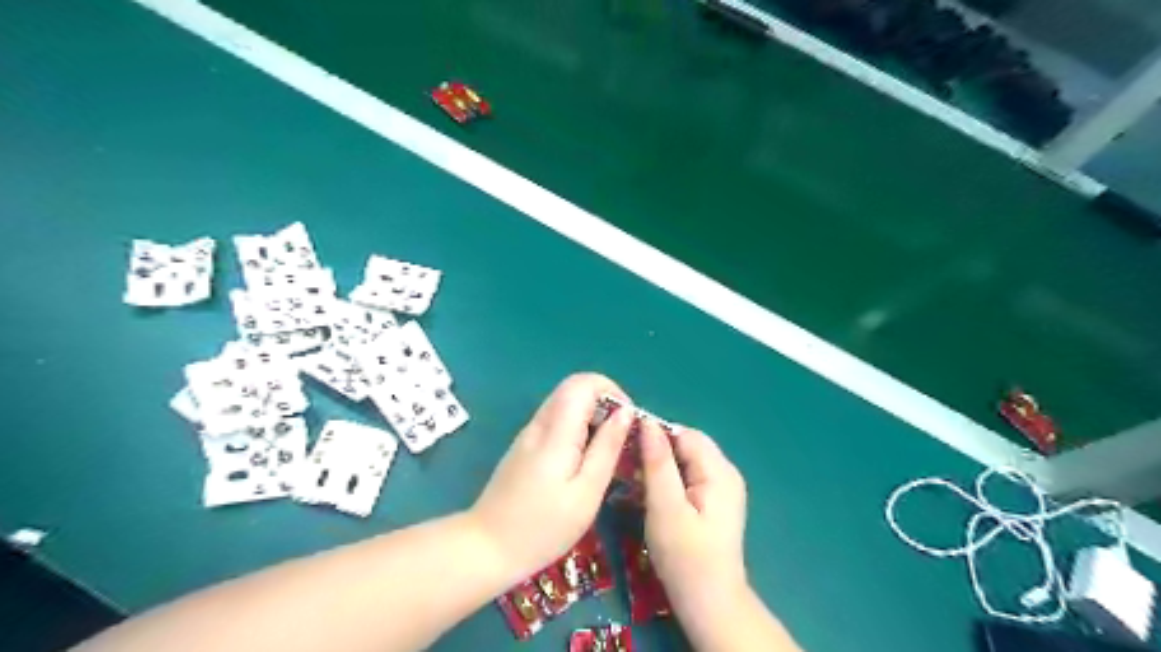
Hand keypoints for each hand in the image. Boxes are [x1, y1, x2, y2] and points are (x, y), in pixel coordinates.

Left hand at [469, 371, 633, 580]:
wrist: (486, 548)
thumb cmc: (543, 527)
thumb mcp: (586, 493)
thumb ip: (607, 448)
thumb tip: (625, 412)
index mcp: (556, 431)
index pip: (583, 382)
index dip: (612, 390)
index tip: (628, 419)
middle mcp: (540, 424)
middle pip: (574, 389)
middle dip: (604, 404)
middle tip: (621, 438)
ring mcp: (528, 434)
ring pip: (565, 404)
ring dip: (592, 417)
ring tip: (606, 452)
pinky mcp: (524, 447)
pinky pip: (556, 421)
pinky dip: (577, 429)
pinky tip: (583, 462)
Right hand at [638, 419, 747, 614]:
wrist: (709, 604)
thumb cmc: (686, 558)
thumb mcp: (666, 508)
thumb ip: (658, 463)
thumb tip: (647, 423)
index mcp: (719, 471)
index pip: (684, 434)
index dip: (655, 433)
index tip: (624, 443)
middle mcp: (725, 473)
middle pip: (686, 445)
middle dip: (655, 449)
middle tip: (626, 463)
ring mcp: (721, 488)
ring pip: (684, 460)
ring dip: (659, 464)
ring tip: (632, 478)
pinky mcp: (713, 502)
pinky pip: (687, 476)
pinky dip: (667, 478)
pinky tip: (649, 492)